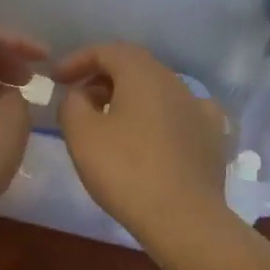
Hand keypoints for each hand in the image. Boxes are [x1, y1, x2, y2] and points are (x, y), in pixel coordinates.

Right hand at [53, 43, 229, 246]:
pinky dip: (160, 117)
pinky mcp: (212, 137)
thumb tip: (80, 95)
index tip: (56, 78)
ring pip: (158, 90)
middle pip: (134, 67)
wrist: (184, 218)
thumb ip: (72, 103)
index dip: (78, 59)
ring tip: (110, 121)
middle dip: (103, 77)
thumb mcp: (81, 134)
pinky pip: (181, 114)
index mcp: (143, 73)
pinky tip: (154, 134)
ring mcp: (199, 108)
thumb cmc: (126, 171)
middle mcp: (175, 82)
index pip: (107, 50)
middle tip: (79, 100)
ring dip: (130, 97)